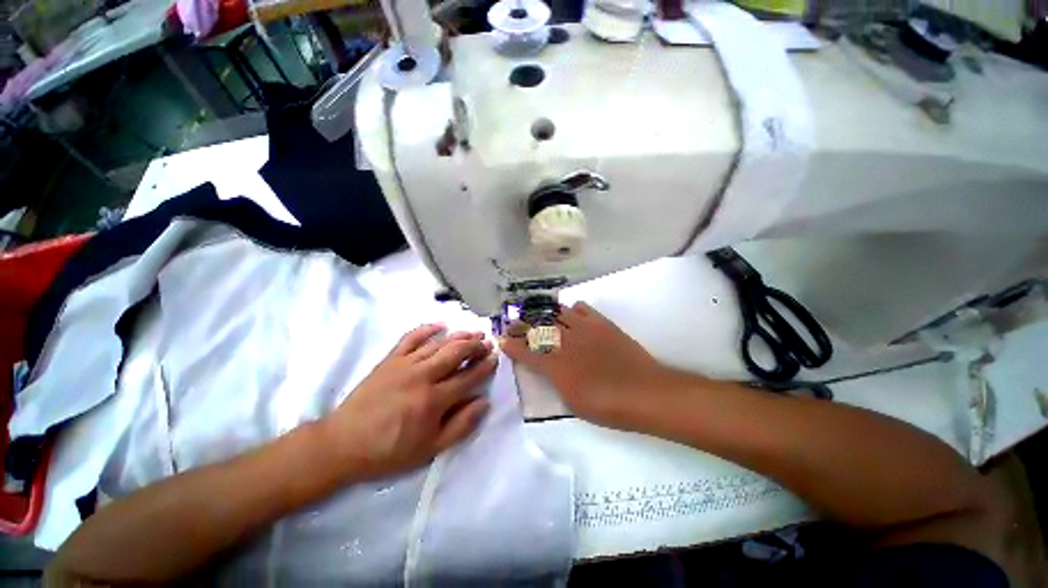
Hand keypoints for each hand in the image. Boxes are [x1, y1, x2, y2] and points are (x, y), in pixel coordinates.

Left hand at [322, 324, 496, 479]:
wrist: (343, 444)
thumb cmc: (389, 451)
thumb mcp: (430, 449)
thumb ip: (461, 426)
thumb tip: (484, 402)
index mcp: (434, 400)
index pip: (468, 377)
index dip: (485, 366)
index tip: (495, 358)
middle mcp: (422, 376)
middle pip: (456, 353)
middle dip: (475, 345)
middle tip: (487, 342)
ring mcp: (405, 364)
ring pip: (439, 343)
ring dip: (459, 336)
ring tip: (474, 332)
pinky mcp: (390, 359)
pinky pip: (411, 337)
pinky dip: (427, 329)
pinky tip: (440, 325)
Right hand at [501, 302, 682, 429]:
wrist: (644, 392)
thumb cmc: (607, 406)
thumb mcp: (572, 402)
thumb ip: (555, 381)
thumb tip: (546, 368)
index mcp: (556, 366)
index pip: (526, 352)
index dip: (511, 346)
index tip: (502, 341)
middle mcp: (565, 343)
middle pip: (537, 328)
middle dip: (522, 326)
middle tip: (514, 324)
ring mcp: (584, 329)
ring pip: (557, 313)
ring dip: (545, 315)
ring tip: (540, 316)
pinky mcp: (601, 323)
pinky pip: (581, 308)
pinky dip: (572, 310)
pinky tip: (571, 314)